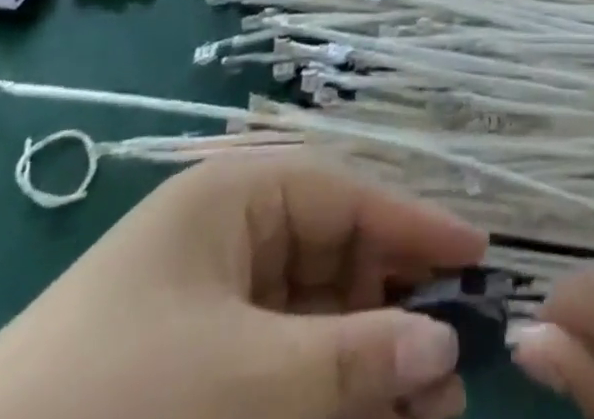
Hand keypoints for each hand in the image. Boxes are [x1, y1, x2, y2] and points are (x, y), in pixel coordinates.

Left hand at [0, 155, 486, 418]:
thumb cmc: (113, 403)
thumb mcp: (242, 381)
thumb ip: (350, 362)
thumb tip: (445, 347)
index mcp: (237, 195)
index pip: (348, 195)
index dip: (414, 226)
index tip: (480, 259)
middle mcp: (231, 235)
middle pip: (338, 258)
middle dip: (397, 310)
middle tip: (456, 370)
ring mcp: (213, 305)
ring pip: (317, 320)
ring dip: (369, 362)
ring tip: (429, 413)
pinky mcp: (200, 371)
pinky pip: (284, 368)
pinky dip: (328, 395)